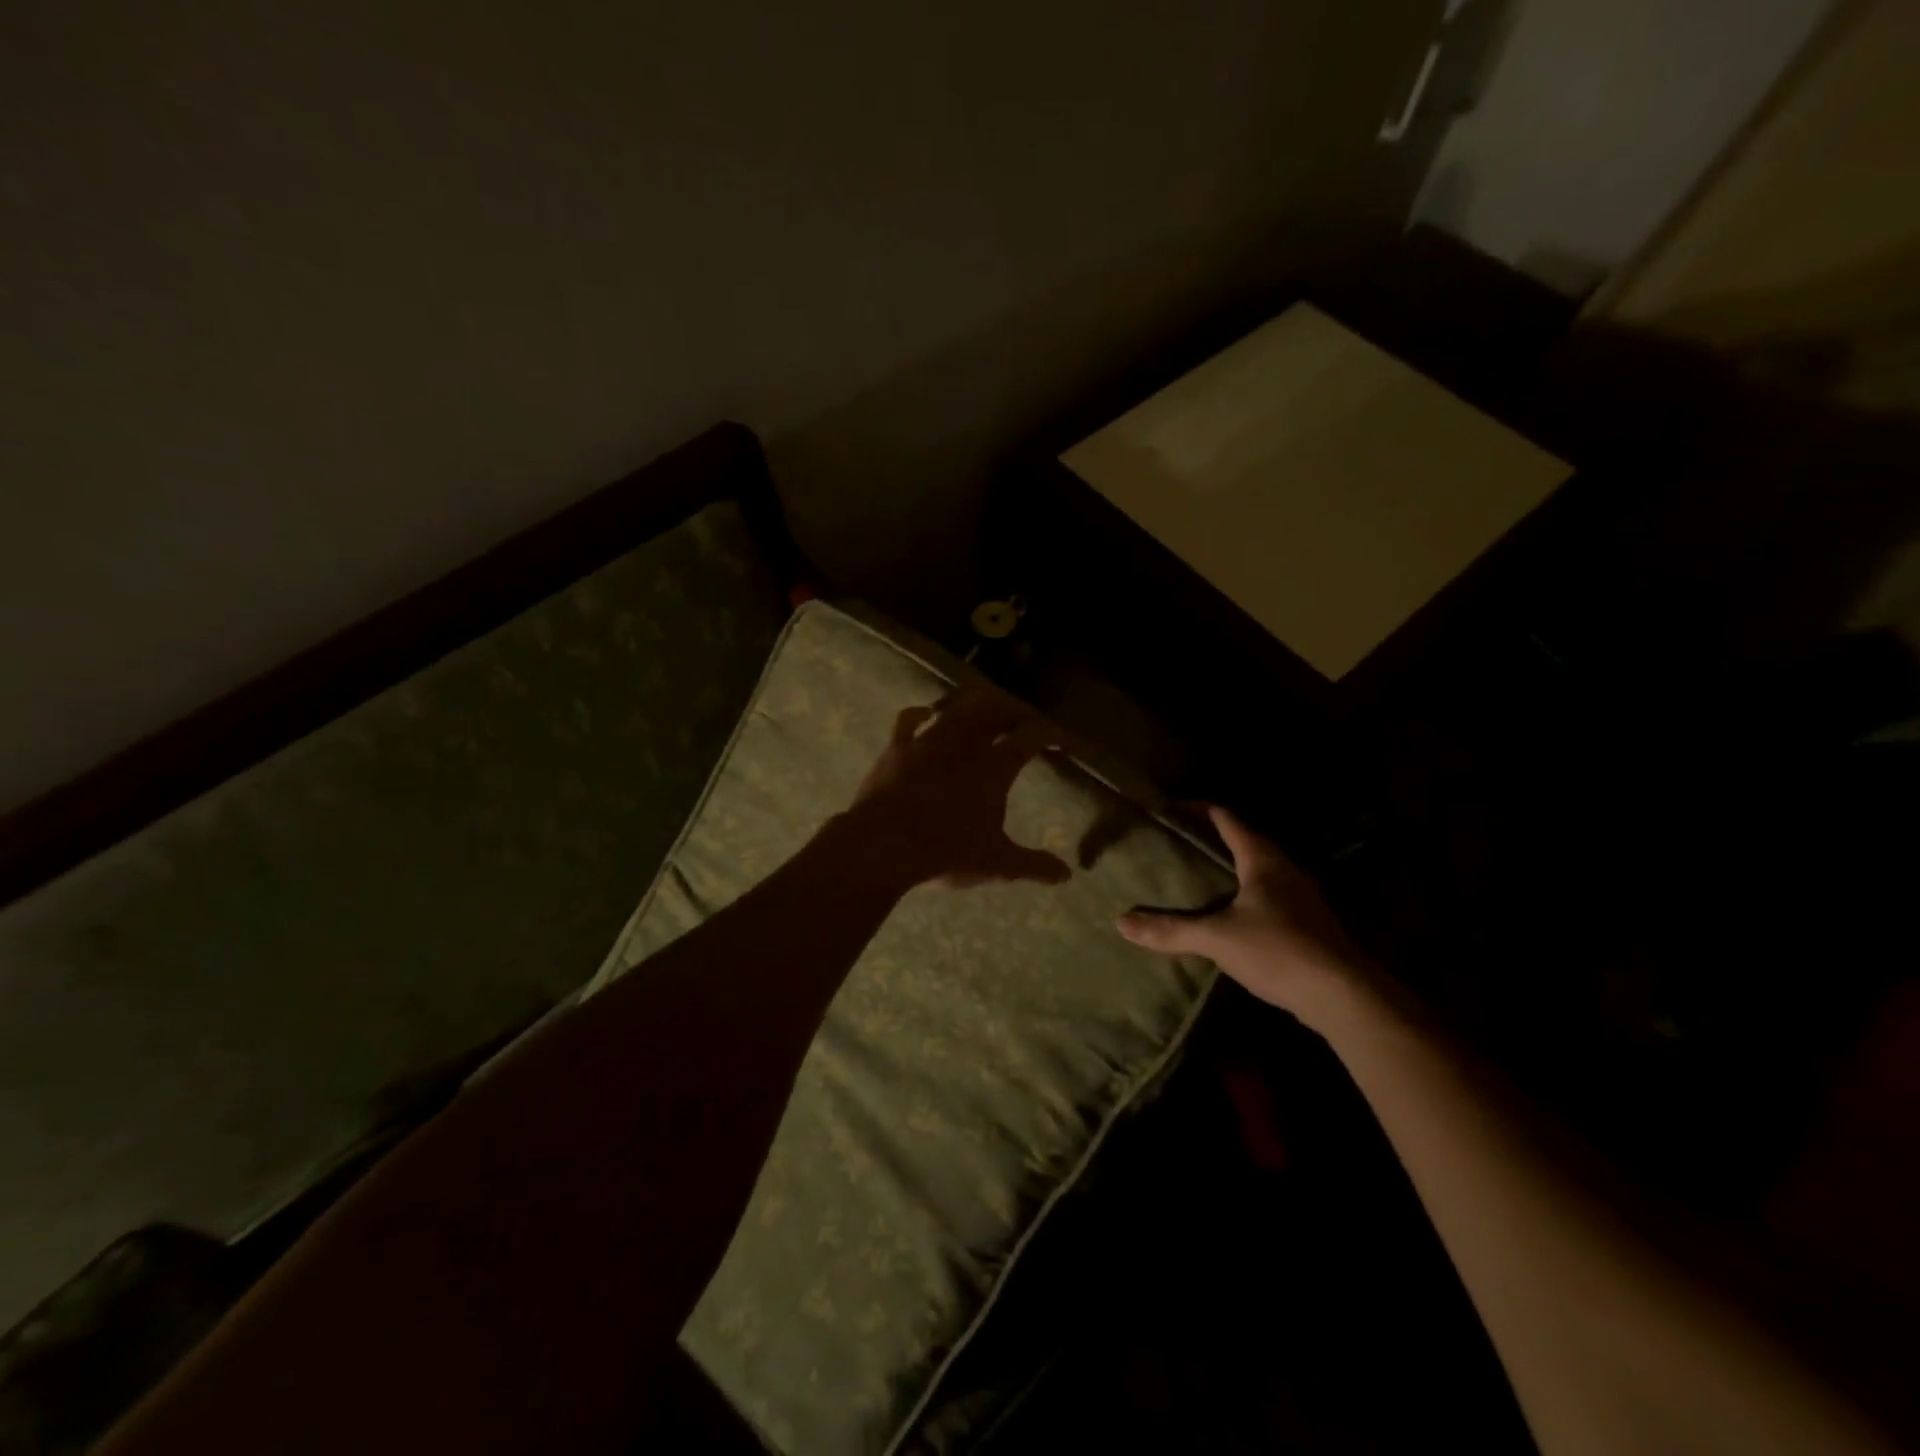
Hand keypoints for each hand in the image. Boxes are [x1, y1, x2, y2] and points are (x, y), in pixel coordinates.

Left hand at [838, 686, 1072, 890]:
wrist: (883, 845)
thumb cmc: (946, 853)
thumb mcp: (996, 864)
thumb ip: (1033, 865)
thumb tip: (1066, 875)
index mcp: (995, 767)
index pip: (1031, 738)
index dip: (1051, 734)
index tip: (1062, 739)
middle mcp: (965, 744)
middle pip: (995, 709)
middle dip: (1013, 709)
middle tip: (1022, 719)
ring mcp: (928, 741)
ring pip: (957, 707)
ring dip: (973, 705)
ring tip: (984, 710)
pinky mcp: (897, 747)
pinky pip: (909, 719)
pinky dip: (920, 712)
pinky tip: (926, 713)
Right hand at [1117, 806, 1365, 1027]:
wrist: (1343, 995)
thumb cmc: (1279, 949)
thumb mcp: (1217, 938)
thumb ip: (1171, 929)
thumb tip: (1122, 922)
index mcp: (1263, 859)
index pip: (1226, 818)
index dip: (1197, 809)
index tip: (1168, 809)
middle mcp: (1284, 868)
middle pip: (1244, 840)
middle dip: (1210, 838)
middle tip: (1174, 843)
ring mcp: (1300, 896)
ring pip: (1257, 869)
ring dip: (1228, 867)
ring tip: (1195, 876)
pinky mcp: (1308, 922)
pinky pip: (1267, 895)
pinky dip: (1242, 894)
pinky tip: (1226, 914)